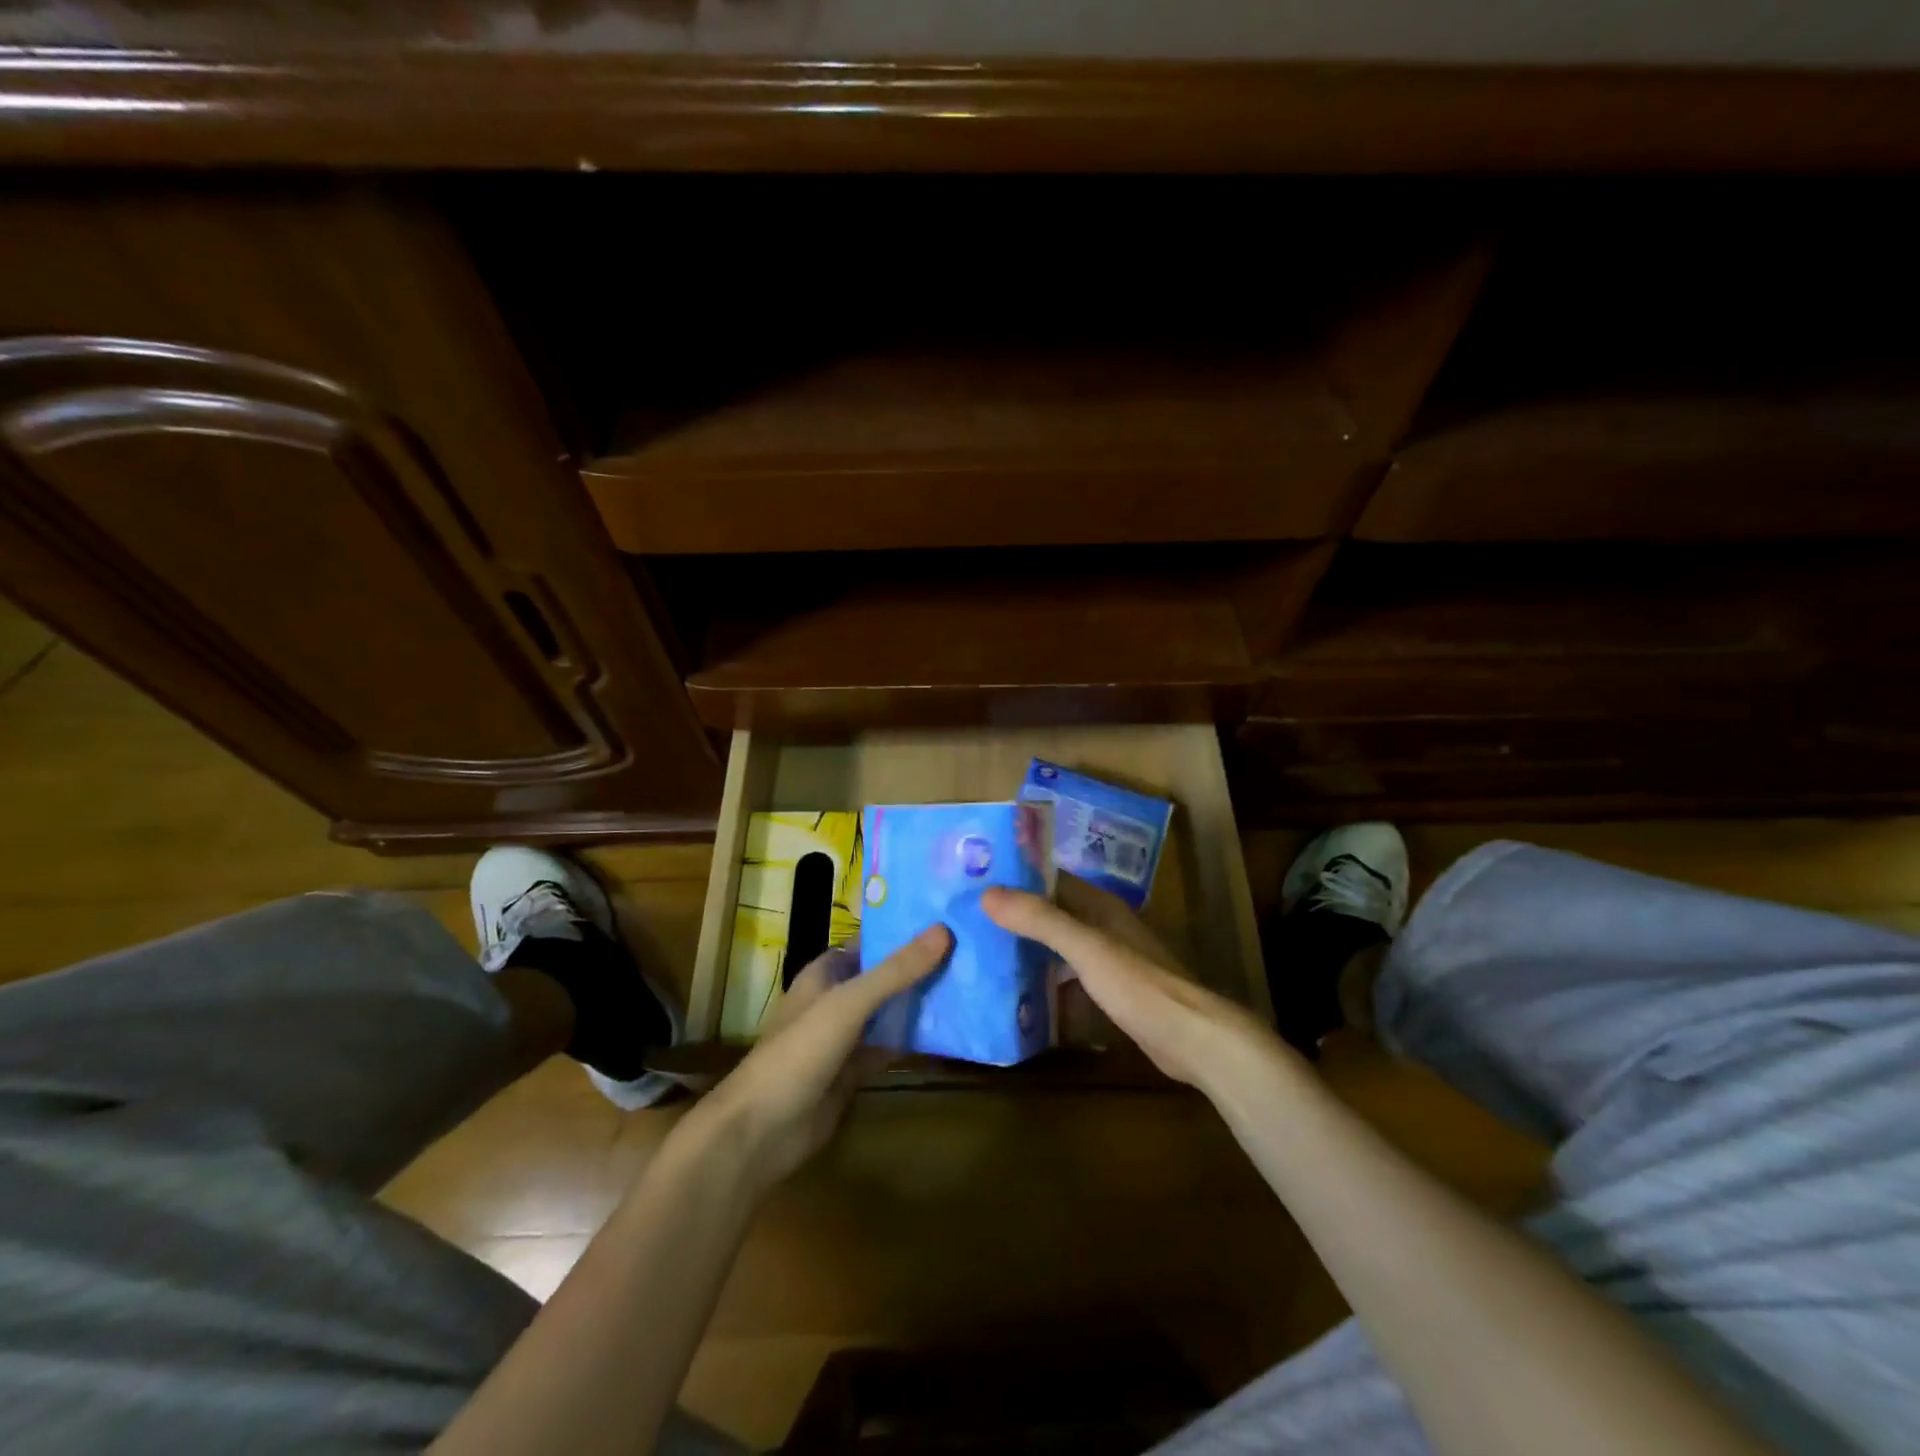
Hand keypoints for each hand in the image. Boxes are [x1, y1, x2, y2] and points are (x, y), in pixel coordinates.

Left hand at [687, 925, 950, 1191]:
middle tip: (972, 952)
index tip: (949, 920)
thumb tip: (944, 930)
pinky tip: (951, 1033)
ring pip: (890, 1012)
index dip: (905, 931)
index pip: (872, 942)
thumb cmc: (800, 1052)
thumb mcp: (849, 1003)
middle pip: (885, 976)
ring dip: (921, 1003)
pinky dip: (915, 1041)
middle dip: (921, 967)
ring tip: (971, 985)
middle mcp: (836, 998)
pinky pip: (890, 1047)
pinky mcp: (854, 1071)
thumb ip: (896, 971)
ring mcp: (846, 1036)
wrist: (762, 1131)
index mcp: (826, 972)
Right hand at [982, 881, 1287, 1093]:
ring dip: (1030, 948)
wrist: (1191, 1038)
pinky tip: (1020, 995)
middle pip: (1053, 912)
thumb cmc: (1138, 984)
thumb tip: (988, 892)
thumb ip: (1040, 919)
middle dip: (1017, 915)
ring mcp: (1109, 960)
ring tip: (985, 955)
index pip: (1051, 879)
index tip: (976, 881)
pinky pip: (1069, 976)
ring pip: (1060, 946)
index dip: (1017, 877)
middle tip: (970, 921)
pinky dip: (1047, 980)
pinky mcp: (1112, 991)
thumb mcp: (1085, 948)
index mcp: (1100, 906)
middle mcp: (1104, 926)